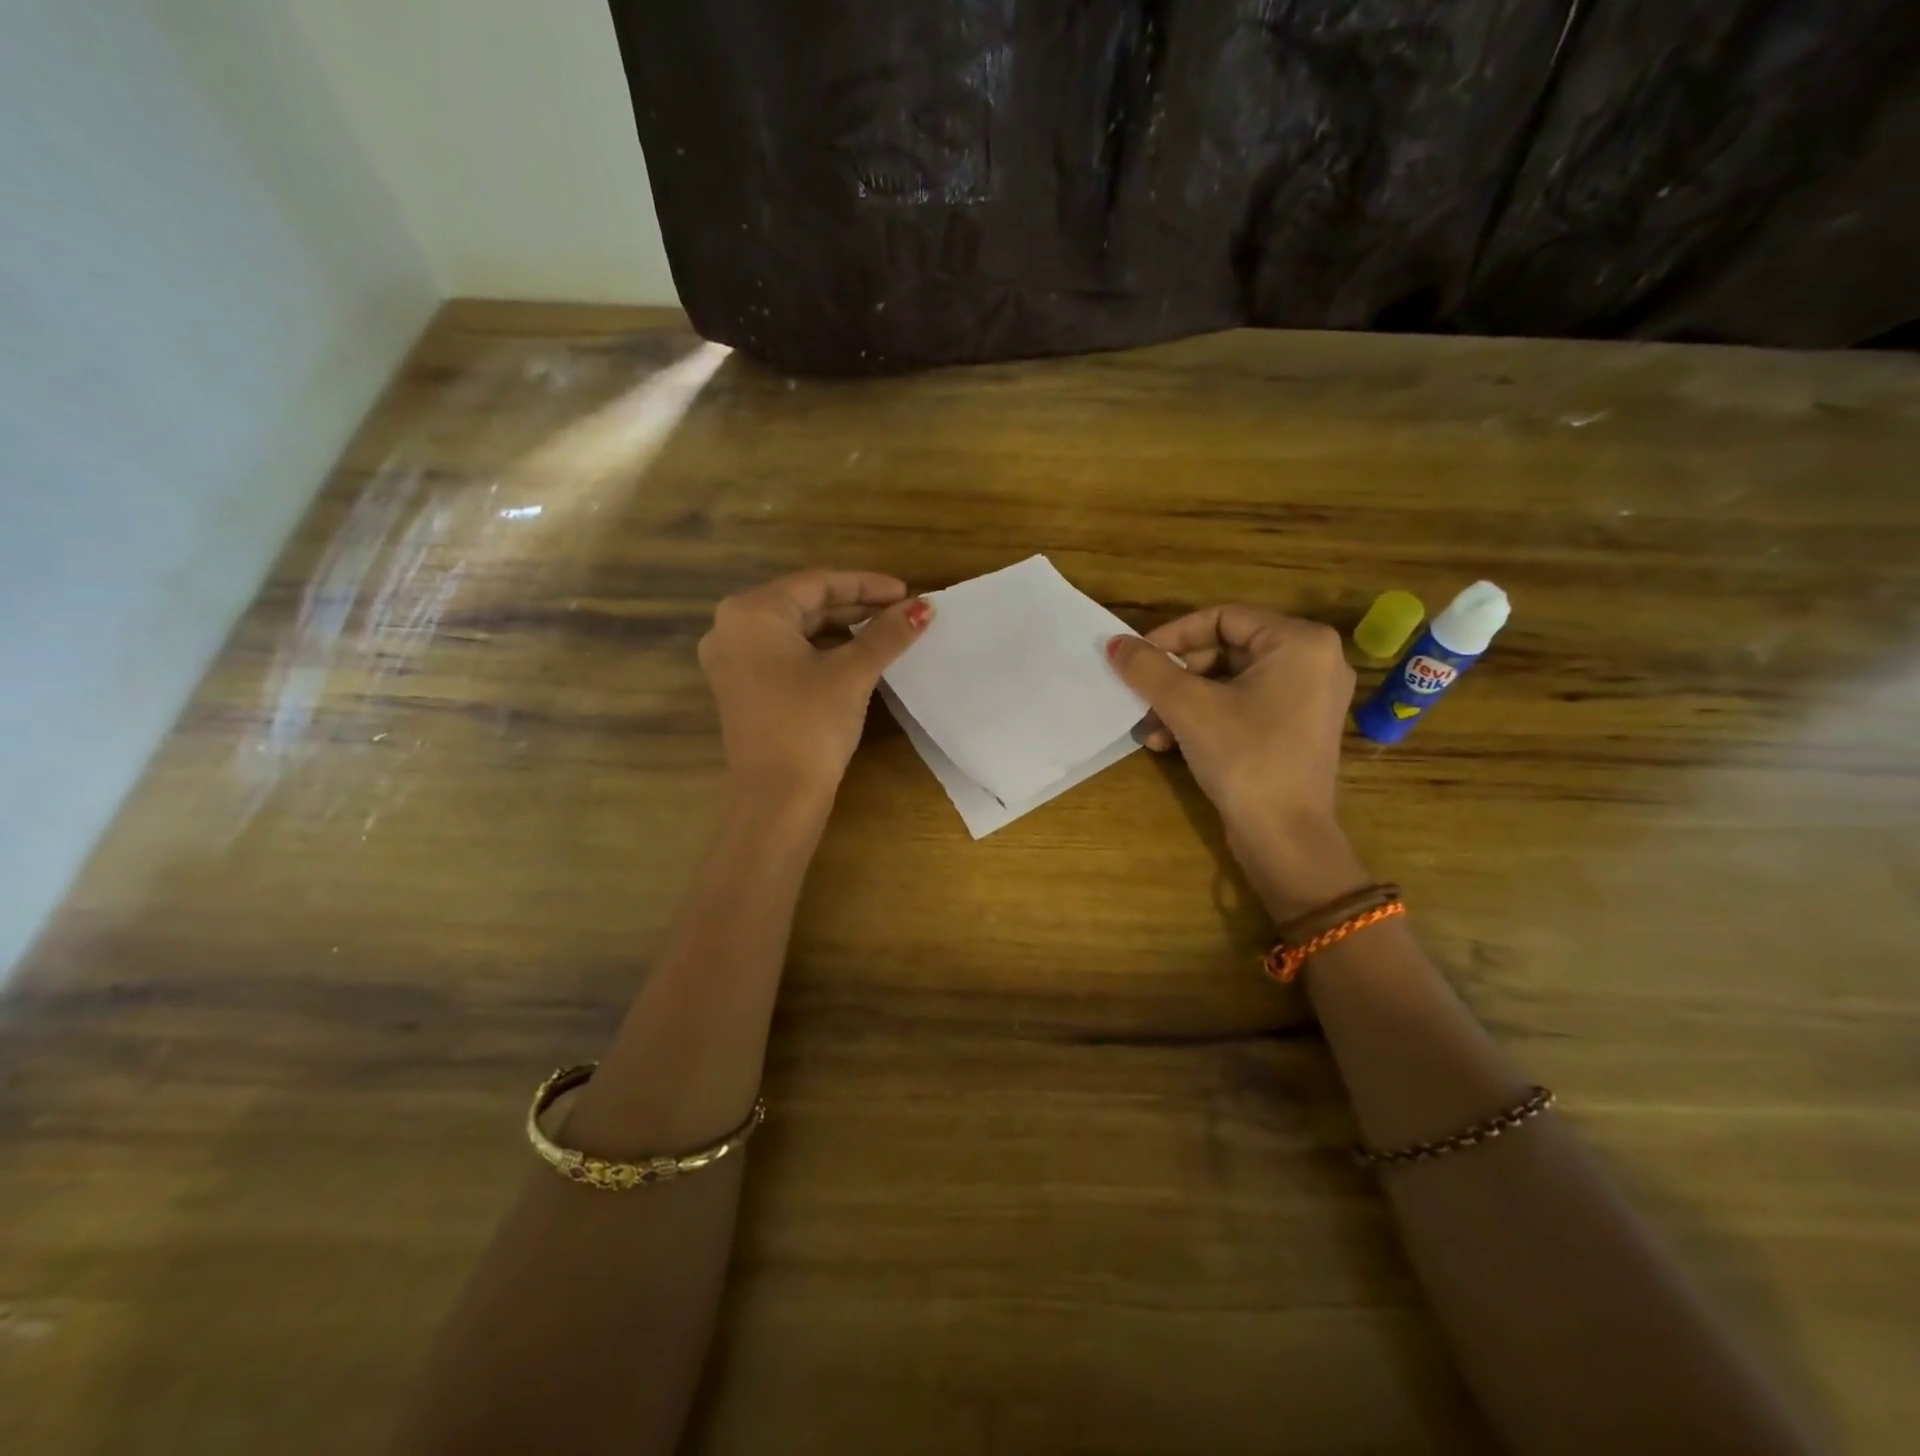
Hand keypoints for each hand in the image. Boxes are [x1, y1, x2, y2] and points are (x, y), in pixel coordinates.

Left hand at [699, 570, 931, 804]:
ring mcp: (732, 661)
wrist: (776, 797)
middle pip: (804, 604)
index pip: (817, 583)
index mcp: (752, 613)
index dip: (867, 585)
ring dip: (841, 630)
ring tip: (884, 634)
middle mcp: (732, 628)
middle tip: (900, 613)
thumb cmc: (810, 724)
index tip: (907, 592)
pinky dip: (821, 652)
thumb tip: (924, 607)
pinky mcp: (742, 688)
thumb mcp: (853, 673)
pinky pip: (785, 654)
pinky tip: (854, 658)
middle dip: (855, 607)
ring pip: (796, 631)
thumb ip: (887, 634)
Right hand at [1106, 607, 1367, 915]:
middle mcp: (1313, 661)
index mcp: (1299, 642)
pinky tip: (1169, 744)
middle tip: (1143, 699)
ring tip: (1152, 730)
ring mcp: (1307, 697)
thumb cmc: (1245, 758)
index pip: (1222, 617)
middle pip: (1225, 650)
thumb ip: (1149, 668)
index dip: (1173, 635)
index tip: (1137, 659)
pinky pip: (1243, 706)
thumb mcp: (1188, 707)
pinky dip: (1206, 718)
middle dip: (1176, 678)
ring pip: (1228, 682)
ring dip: (1183, 702)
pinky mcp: (1296, 728)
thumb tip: (1115, 643)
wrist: (1286, 838)